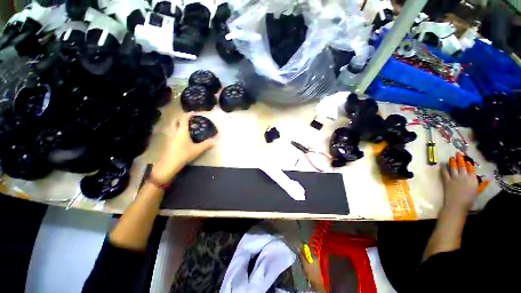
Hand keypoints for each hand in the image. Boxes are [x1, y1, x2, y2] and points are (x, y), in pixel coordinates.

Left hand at [152, 112, 216, 182]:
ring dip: (177, 124)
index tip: (194, 113)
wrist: (169, 164)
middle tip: (188, 119)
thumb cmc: (184, 154)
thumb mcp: (197, 150)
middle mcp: (174, 132)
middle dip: (181, 118)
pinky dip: (176, 130)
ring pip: (172, 126)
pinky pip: (171, 132)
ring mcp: (169, 137)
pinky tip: (181, 136)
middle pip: (175, 120)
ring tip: (185, 127)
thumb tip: (214, 141)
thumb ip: (206, 144)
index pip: (184, 119)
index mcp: (181, 131)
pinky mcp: (168, 142)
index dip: (189, 114)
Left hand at [440, 153, 477, 214]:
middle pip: (461, 166)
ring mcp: (455, 178)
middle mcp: (464, 177)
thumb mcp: (477, 191)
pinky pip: (445, 172)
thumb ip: (480, 184)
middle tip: (458, 153)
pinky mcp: (447, 181)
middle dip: (460, 159)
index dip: (468, 164)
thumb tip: (485, 179)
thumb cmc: (468, 200)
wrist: (457, 205)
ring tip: (451, 157)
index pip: (471, 169)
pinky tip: (442, 165)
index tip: (467, 160)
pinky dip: (443, 168)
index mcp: (473, 179)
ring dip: (452, 162)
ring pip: (453, 167)